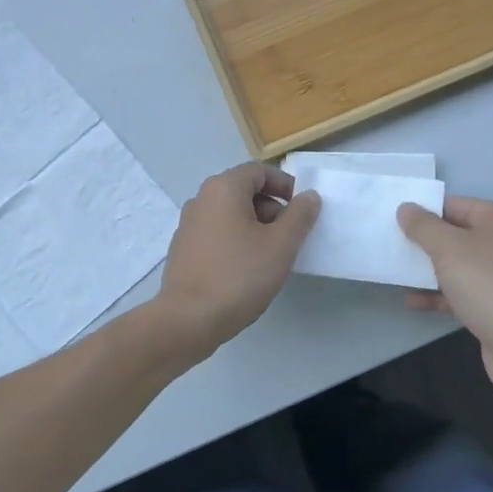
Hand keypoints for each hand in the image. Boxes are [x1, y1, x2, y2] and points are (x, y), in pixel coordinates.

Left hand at [155, 163, 320, 359]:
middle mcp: (201, 199)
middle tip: (290, 237)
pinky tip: (246, 270)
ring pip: (230, 214)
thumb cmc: (239, 276)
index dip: (285, 185)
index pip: (259, 171)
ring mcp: (188, 225)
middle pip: (244, 191)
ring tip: (271, 257)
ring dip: (255, 227)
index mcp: (223, 188)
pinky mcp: (183, 249)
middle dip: (272, 209)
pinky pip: (217, 233)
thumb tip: (308, 197)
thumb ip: (299, 216)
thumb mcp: (281, 245)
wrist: (188, 320)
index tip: (302, 210)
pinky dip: (236, 241)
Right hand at [397, 196, 492, 402]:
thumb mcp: (449, 248)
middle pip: (454, 235)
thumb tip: (406, 208)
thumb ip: (423, 226)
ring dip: (426, 271)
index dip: (423, 212)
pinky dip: (438, 295)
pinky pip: (460, 292)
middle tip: (389, 248)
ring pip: (455, 266)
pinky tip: (412, 301)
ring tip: (393, 275)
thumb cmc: (488, 285)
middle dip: (422, 243)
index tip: (392, 223)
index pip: (453, 206)